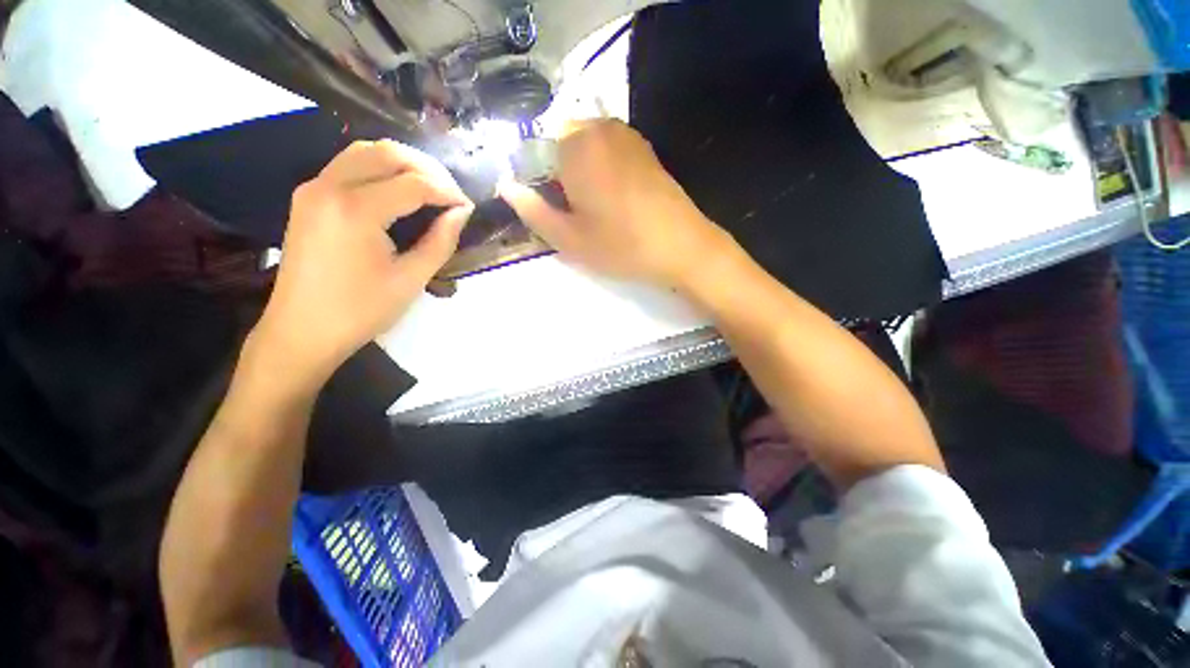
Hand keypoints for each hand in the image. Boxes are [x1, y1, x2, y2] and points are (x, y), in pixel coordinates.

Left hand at [253, 140, 472, 386]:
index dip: (448, 192)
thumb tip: (462, 212)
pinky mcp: (308, 196)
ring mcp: (313, 188)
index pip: (414, 184)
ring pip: (366, 151)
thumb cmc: (361, 311)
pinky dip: (380, 168)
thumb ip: (441, 241)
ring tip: (430, 188)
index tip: (469, 207)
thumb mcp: (411, 279)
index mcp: (356, 210)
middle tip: (452, 195)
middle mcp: (329, 186)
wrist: (302, 331)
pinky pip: (349, 165)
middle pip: (388, 153)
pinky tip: (399, 190)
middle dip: (429, 169)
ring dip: (403, 163)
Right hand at [498, 119, 732, 288]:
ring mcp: (625, 134)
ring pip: (581, 149)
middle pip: (557, 147)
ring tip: (595, 211)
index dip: (535, 184)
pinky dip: (599, 171)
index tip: (550, 211)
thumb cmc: (622, 246)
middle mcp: (598, 127)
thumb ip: (532, 211)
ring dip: (578, 175)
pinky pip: (605, 151)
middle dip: (557, 178)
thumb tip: (506, 187)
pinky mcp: (642, 147)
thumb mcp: (570, 239)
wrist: (683, 246)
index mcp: (575, 145)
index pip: (531, 151)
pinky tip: (614, 201)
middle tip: (574, 215)